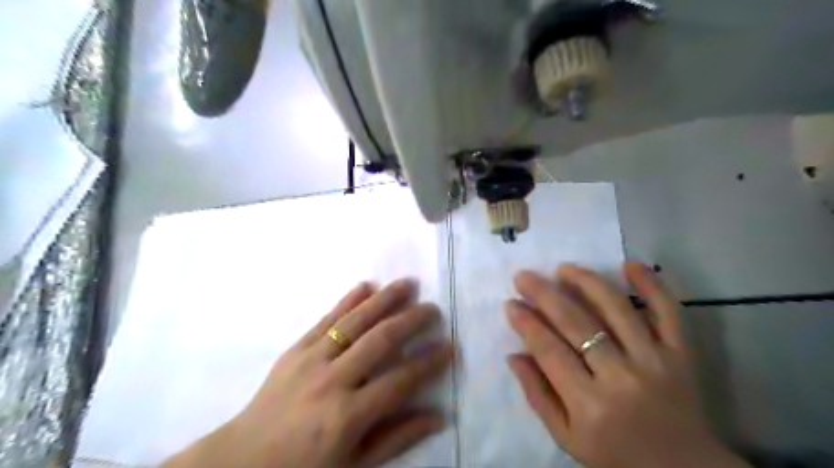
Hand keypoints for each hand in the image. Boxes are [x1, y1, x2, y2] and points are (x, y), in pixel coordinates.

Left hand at [159, 280, 452, 466]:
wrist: (242, 460)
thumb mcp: (355, 465)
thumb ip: (398, 438)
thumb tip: (440, 416)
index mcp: (348, 416)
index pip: (400, 380)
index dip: (428, 362)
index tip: (449, 346)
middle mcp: (332, 381)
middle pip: (380, 341)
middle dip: (411, 321)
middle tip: (433, 308)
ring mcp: (311, 360)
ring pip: (355, 321)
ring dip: (384, 299)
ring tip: (408, 284)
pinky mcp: (295, 348)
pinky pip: (327, 319)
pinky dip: (348, 300)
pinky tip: (366, 285)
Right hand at [505, 264, 752, 467]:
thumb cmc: (616, 455)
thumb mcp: (567, 438)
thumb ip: (538, 395)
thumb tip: (514, 355)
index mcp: (589, 405)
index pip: (549, 351)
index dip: (526, 324)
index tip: (510, 304)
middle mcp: (621, 377)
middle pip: (577, 324)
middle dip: (544, 295)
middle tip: (523, 277)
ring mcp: (655, 361)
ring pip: (617, 309)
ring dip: (587, 282)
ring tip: (563, 268)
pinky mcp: (682, 354)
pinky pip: (669, 313)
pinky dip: (652, 285)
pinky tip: (629, 265)